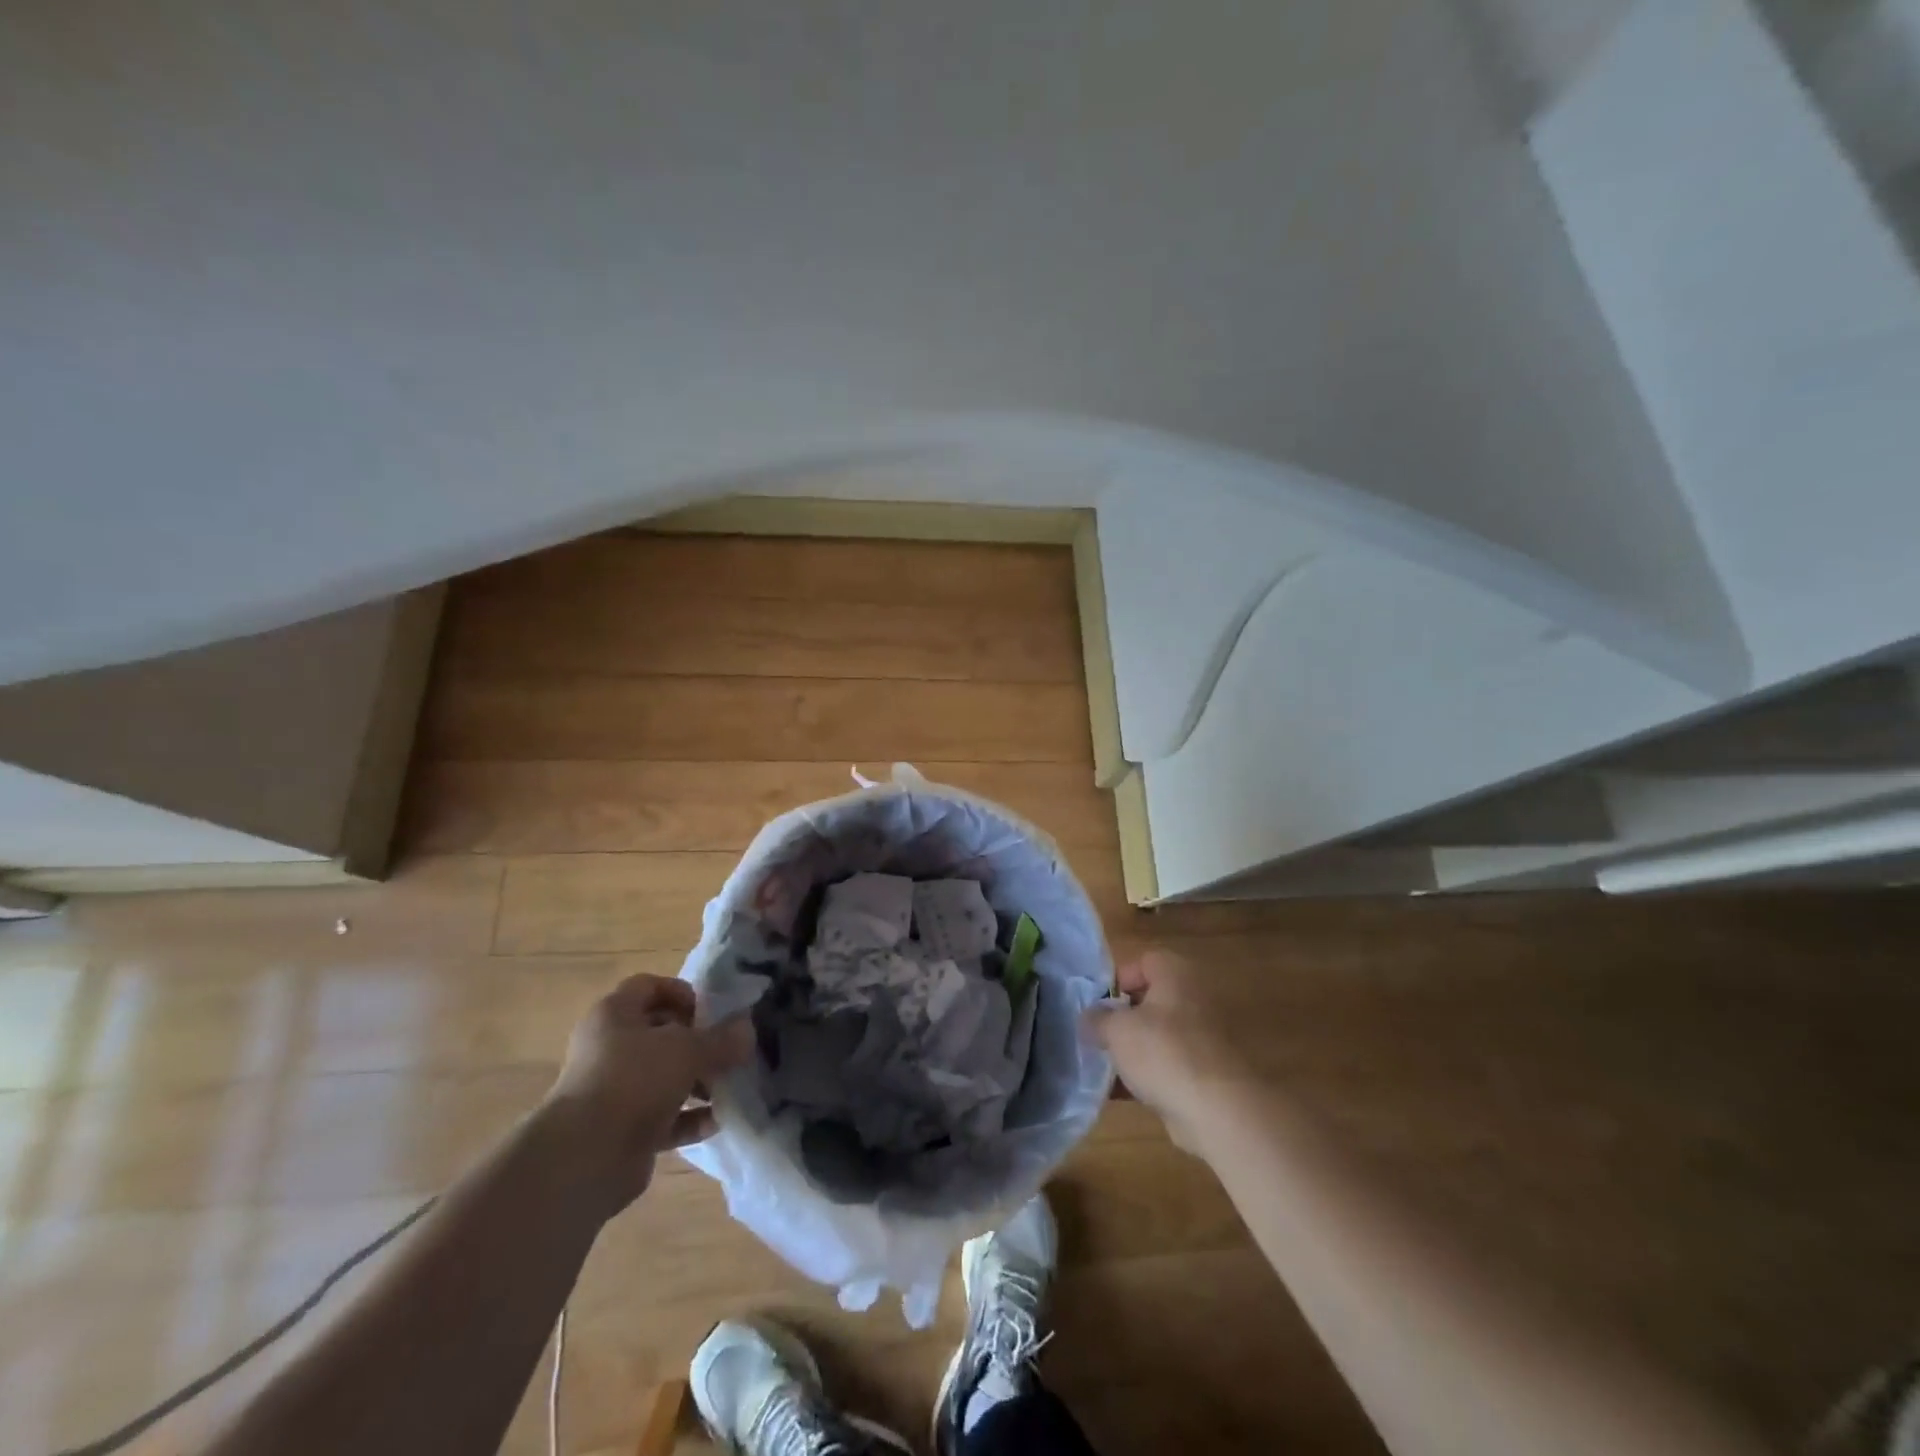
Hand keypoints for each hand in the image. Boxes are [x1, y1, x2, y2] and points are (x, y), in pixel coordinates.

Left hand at [540, 974, 752, 1211]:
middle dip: (697, 1041)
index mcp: (614, 1015)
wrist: (584, 1158)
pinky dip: (689, 1118)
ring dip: (697, 1081)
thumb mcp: (688, 1049)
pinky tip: (715, 1122)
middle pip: (659, 1033)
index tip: (710, 1011)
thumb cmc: (634, 1080)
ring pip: (663, 1076)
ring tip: (728, 1087)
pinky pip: (662, 1116)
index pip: (648, 986)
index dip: (681, 992)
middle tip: (726, 1050)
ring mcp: (613, 1090)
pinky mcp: (621, 1129)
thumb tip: (747, 1030)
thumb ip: (721, 1039)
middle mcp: (609, 1048)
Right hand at [1085, 949, 1256, 1156]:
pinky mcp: (1204, 1073)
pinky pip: (1167, 1066)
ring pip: (1156, 1035)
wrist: (1217, 1110)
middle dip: (1121, 1018)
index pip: (1143, 961)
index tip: (1098, 1004)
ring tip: (1104, 1066)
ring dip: (1131, 1049)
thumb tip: (1088, 1019)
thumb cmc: (1163, 1051)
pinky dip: (1146, 1075)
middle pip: (1149, 1000)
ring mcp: (1202, 1037)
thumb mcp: (1116, 1029)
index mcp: (1176, 974)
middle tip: (1097, 1035)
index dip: (1117, 979)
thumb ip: (1097, 1020)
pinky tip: (1121, 1093)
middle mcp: (1193, 999)